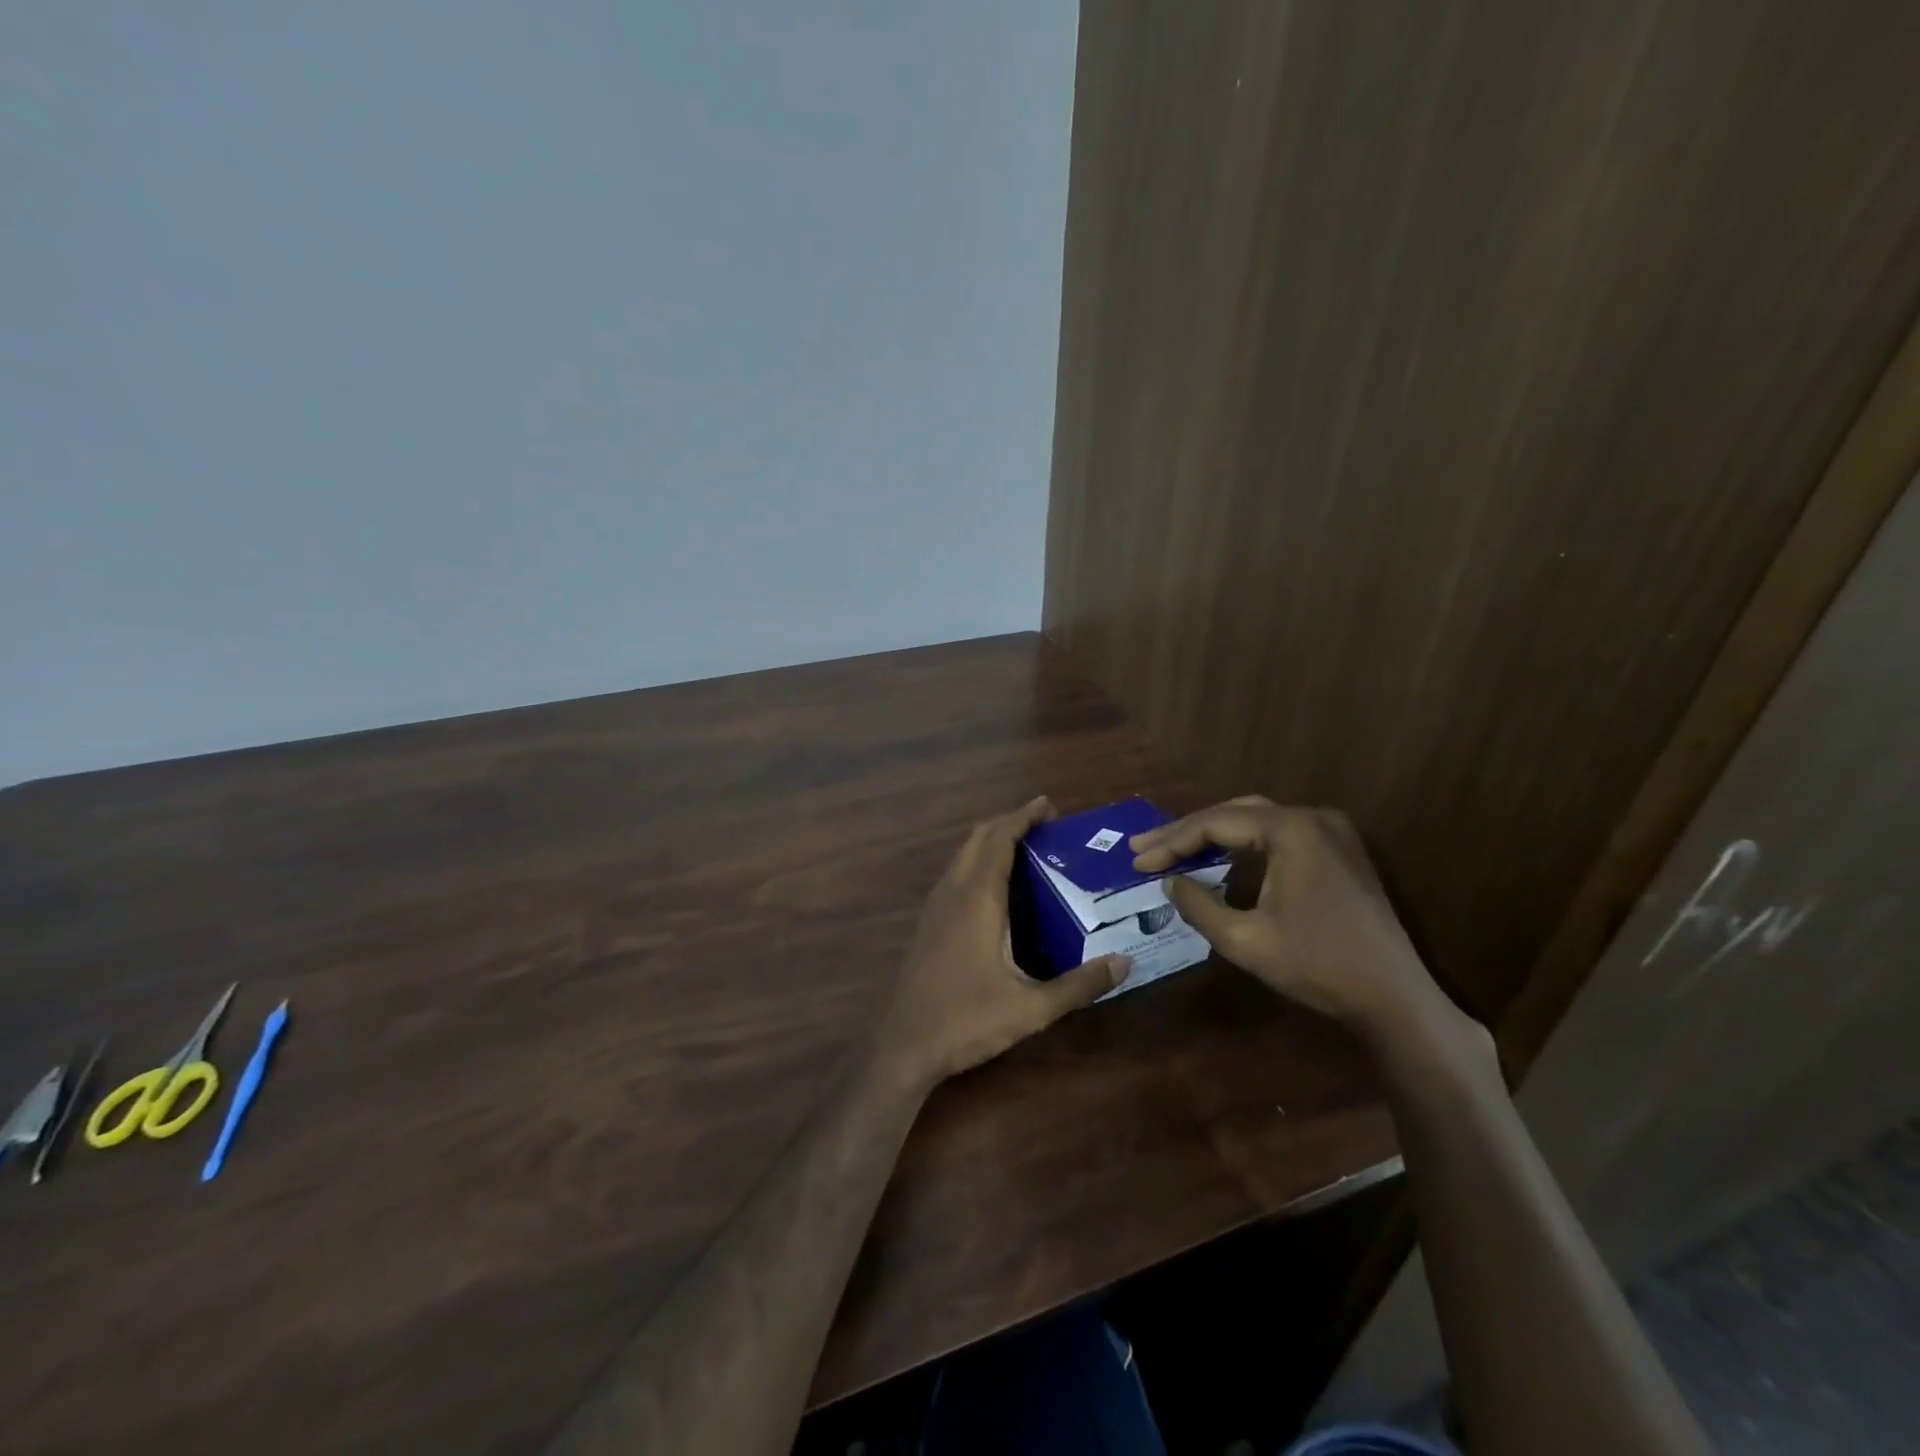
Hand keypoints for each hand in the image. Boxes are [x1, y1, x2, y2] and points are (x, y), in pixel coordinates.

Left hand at [874, 797, 1128, 1093]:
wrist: (904, 1044)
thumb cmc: (967, 1020)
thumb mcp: (1032, 1007)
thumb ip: (1080, 985)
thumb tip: (1125, 963)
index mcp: (977, 898)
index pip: (999, 838)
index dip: (1022, 816)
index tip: (1048, 805)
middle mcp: (953, 891)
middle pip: (978, 837)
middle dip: (1009, 822)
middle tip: (1044, 825)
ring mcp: (936, 906)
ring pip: (963, 854)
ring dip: (991, 840)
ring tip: (1027, 848)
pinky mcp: (929, 922)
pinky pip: (956, 873)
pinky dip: (979, 861)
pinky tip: (999, 887)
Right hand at [1130, 797, 1444, 1035]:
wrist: (1396, 998)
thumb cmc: (1318, 967)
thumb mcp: (1244, 940)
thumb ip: (1198, 905)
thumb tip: (1169, 883)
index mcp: (1291, 830)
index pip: (1215, 824)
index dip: (1171, 842)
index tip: (1136, 860)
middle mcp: (1312, 817)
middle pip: (1234, 813)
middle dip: (1186, 832)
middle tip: (1145, 848)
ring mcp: (1331, 831)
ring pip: (1256, 820)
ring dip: (1214, 835)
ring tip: (1173, 850)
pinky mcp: (1339, 850)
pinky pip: (1279, 834)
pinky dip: (1243, 845)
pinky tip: (1220, 860)